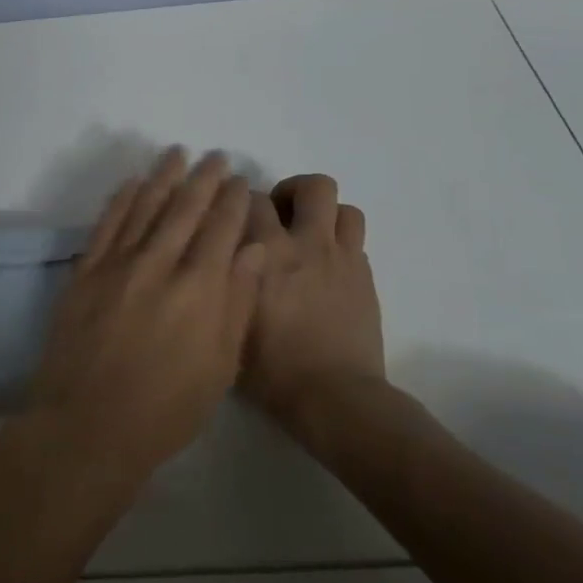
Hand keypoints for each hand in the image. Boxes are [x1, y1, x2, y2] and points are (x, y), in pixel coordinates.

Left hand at [21, 148, 264, 499]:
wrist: (89, 424)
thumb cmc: (166, 408)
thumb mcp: (220, 365)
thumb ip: (237, 302)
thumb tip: (254, 249)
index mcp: (200, 289)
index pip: (221, 230)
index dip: (231, 201)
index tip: (239, 181)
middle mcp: (159, 265)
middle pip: (184, 210)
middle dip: (203, 180)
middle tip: (215, 157)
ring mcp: (117, 265)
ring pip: (145, 208)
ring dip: (163, 178)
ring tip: (176, 154)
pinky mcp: (85, 273)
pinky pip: (107, 225)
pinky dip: (121, 200)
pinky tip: (132, 184)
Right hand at [240, 174, 388, 427]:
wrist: (333, 396)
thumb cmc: (270, 368)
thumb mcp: (227, 322)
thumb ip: (224, 279)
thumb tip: (217, 256)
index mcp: (265, 253)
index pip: (250, 199)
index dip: (239, 201)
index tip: (232, 216)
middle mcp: (305, 243)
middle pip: (311, 186)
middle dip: (290, 192)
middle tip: (277, 218)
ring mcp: (341, 257)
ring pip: (342, 205)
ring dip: (323, 212)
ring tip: (307, 234)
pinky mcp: (364, 274)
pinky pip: (355, 235)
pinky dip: (339, 238)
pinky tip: (324, 263)